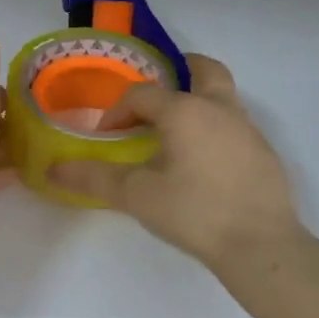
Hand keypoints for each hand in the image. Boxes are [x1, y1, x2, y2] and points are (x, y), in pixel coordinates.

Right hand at [47, 54, 304, 273]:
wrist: (263, 247)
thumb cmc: (195, 212)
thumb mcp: (137, 196)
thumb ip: (94, 178)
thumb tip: (53, 169)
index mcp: (186, 110)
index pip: (143, 95)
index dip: (117, 112)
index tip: (106, 138)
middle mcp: (220, 109)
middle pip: (203, 70)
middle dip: (179, 71)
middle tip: (158, 92)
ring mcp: (248, 130)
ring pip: (222, 98)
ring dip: (197, 103)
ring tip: (174, 134)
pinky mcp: (265, 154)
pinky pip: (234, 126)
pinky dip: (214, 130)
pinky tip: (202, 165)